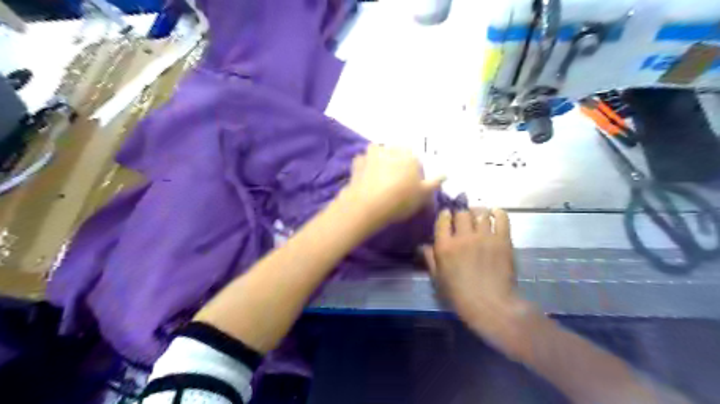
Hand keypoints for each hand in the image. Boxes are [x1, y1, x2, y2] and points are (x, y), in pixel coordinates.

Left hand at [342, 144, 445, 223]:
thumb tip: (445, 174)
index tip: (410, 181)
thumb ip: (435, 182)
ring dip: (379, 159)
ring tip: (379, 176)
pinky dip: (365, 166)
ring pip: (378, 152)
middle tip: (394, 178)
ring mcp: (372, 154)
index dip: (412, 168)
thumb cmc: (400, 199)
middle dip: (396, 160)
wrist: (368, 205)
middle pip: (395, 151)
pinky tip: (365, 177)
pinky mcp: (357, 162)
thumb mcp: (423, 195)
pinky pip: (363, 161)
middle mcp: (391, 149)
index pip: (414, 156)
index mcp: (409, 155)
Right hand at [423, 210, 517, 319]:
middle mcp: (463, 237)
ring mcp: (484, 237)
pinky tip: (495, 213)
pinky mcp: (502, 240)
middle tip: (463, 218)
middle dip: (461, 213)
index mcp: (445, 246)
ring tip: (478, 215)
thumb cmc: (460, 295)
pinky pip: (501, 218)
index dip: (445, 215)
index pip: (443, 219)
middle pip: (462, 212)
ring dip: (478, 212)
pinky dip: (498, 213)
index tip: (447, 216)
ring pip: (480, 212)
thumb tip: (422, 245)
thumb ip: (430, 259)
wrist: (490, 305)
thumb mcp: (438, 278)